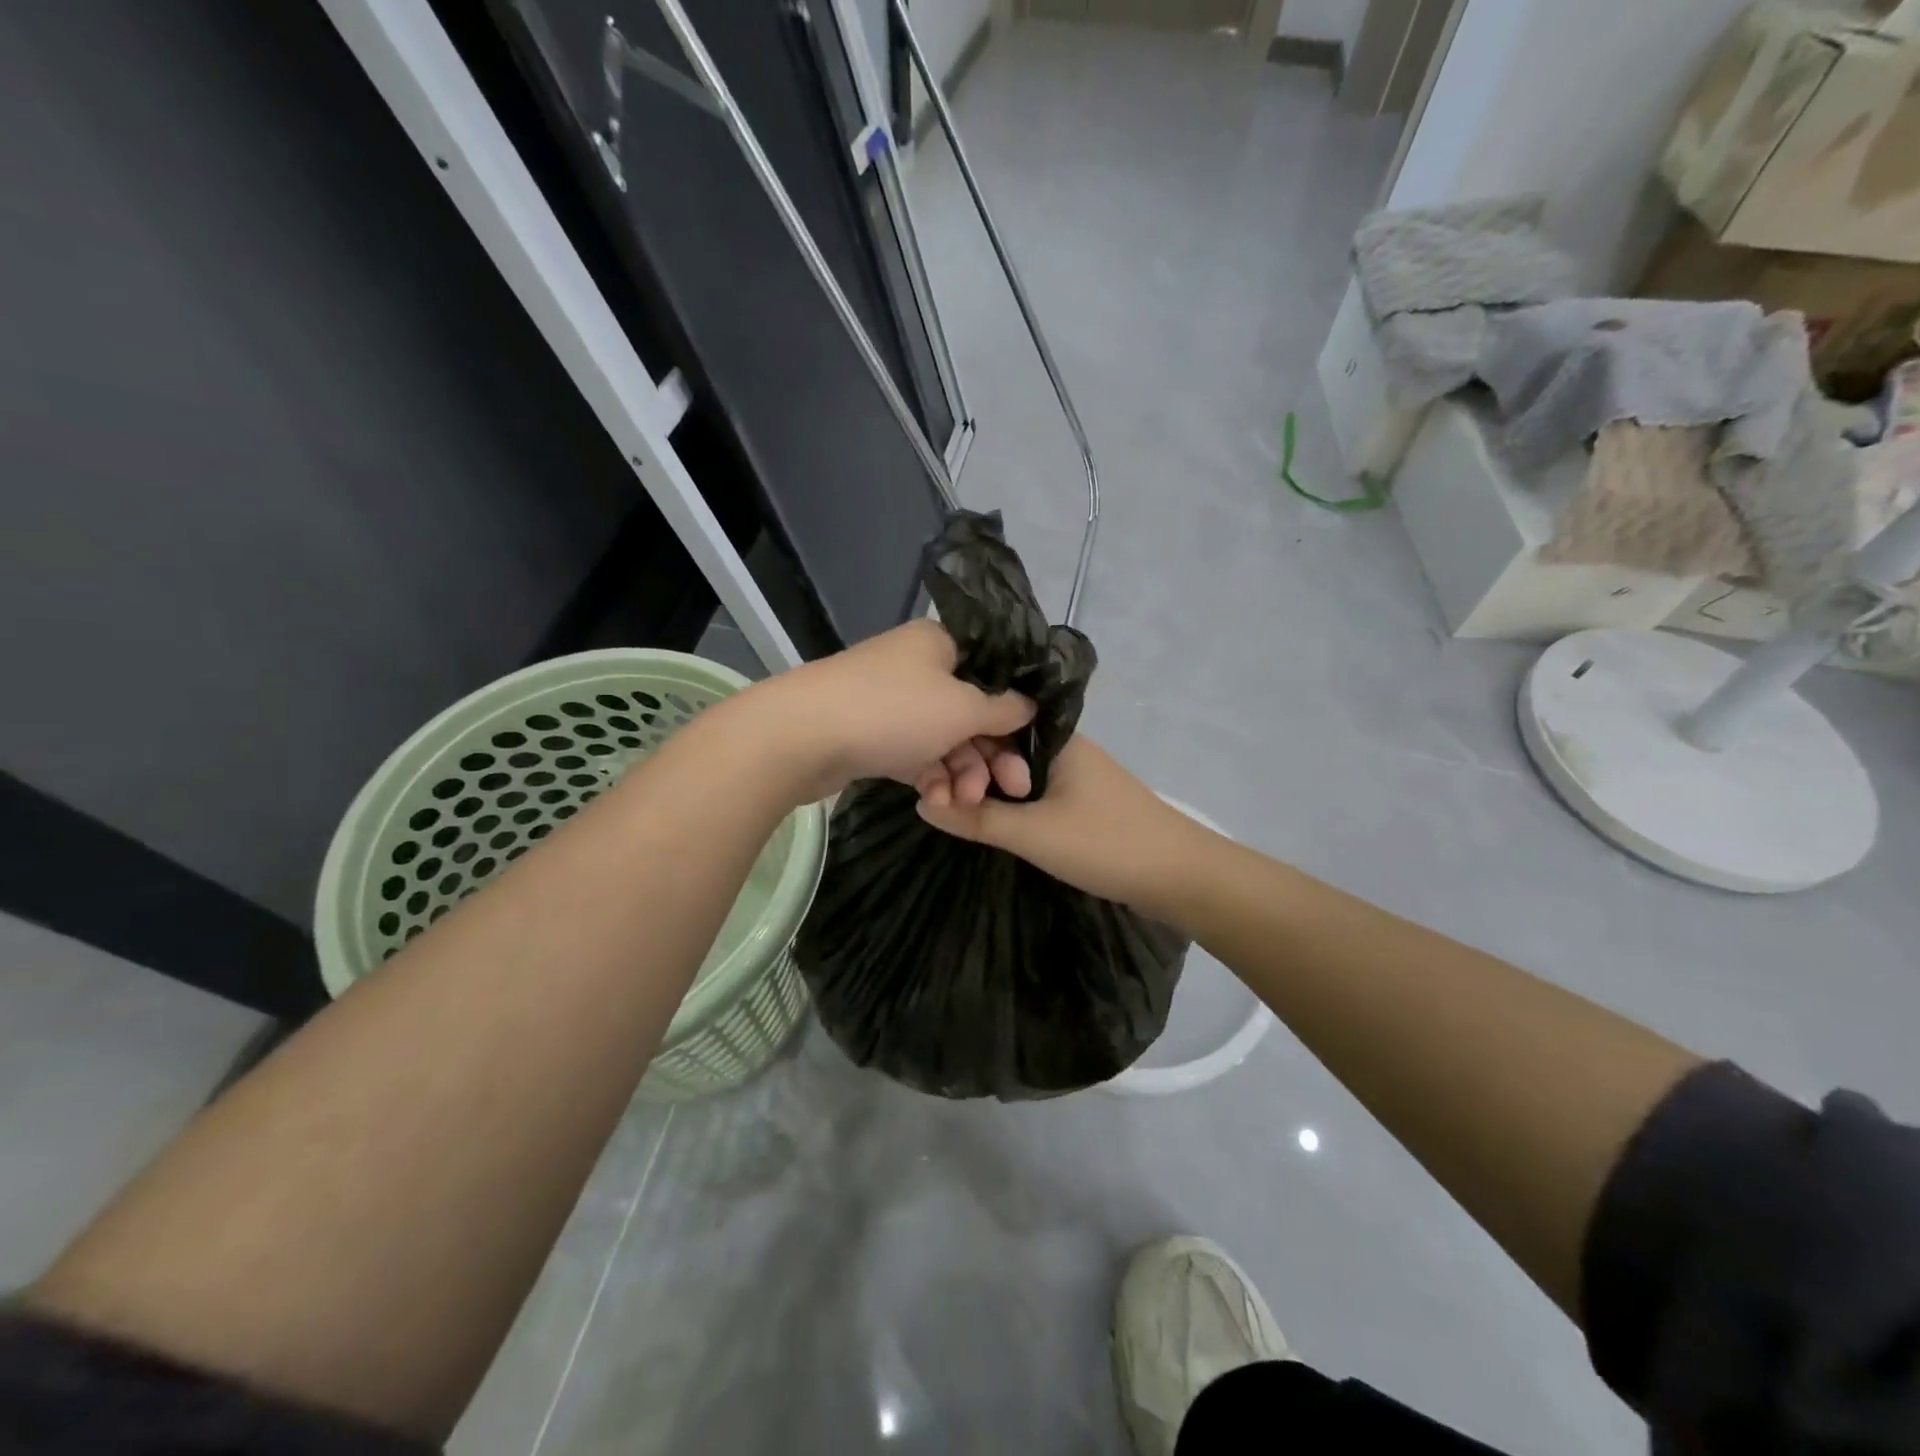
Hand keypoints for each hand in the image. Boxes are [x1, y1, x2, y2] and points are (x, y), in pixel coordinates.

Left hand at [745, 619, 1035, 803]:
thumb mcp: (962, 708)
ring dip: (962, 773)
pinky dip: (931, 777)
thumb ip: (1003, 708)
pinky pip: (915, 755)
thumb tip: (1029, 704)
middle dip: (991, 754)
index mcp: (941, 644)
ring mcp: (892, 702)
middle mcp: (918, 667)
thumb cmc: (893, 710)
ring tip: (965, 802)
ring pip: (944, 738)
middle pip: (971, 711)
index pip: (993, 674)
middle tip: (1012, 789)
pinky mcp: (872, 735)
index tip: (1031, 748)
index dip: (1016, 712)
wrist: (801, 736)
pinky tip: (939, 803)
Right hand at [915, 735, 1215, 919]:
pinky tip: (988, 819)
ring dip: (990, 791)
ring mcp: (1076, 776)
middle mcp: (1065, 748)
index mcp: (1056, 738)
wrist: (1181, 877)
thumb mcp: (1033, 833)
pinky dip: (1011, 804)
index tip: (928, 771)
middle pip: (1004, 748)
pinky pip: (1035, 794)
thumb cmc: (1106, 843)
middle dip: (971, 770)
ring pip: (1018, 774)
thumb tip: (923, 803)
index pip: (993, 722)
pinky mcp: (1083, 803)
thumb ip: (977, 818)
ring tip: (953, 808)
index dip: (959, 743)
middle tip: (936, 797)